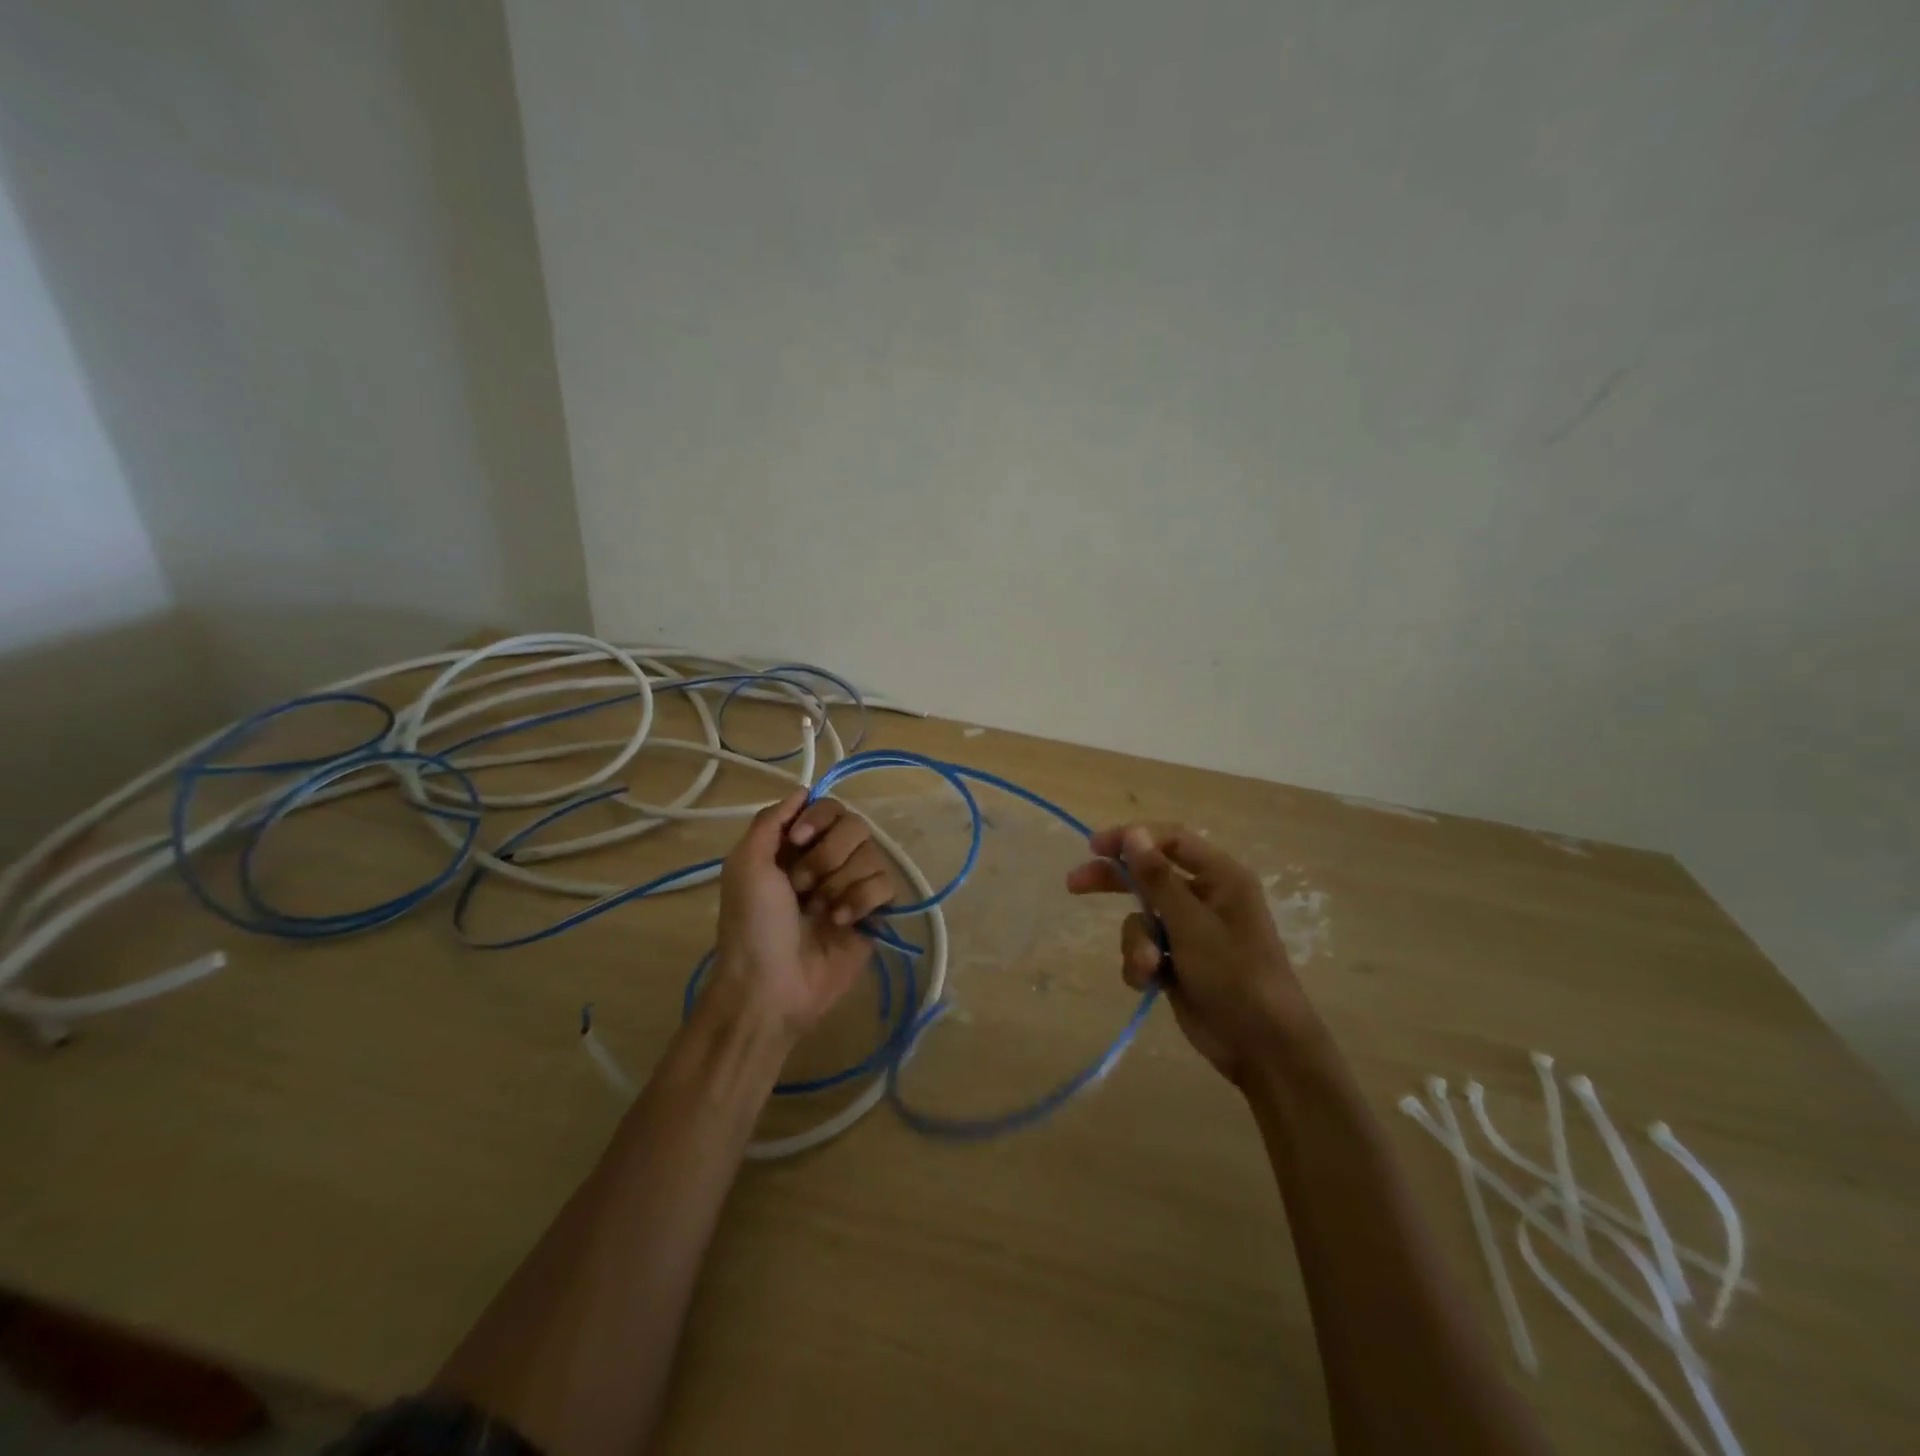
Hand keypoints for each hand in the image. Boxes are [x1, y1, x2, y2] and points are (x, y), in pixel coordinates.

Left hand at [712, 790, 898, 1039]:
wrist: (771, 987)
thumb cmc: (752, 925)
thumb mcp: (746, 865)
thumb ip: (772, 820)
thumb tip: (803, 790)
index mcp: (794, 847)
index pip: (828, 807)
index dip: (820, 818)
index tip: (801, 839)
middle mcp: (826, 861)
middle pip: (855, 826)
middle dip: (828, 856)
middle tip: (803, 887)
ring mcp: (851, 887)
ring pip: (872, 855)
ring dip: (841, 883)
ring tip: (820, 912)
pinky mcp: (872, 914)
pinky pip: (886, 885)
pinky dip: (861, 901)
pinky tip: (841, 923)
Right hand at [1066, 824, 1317, 1085]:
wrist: (1262, 1047)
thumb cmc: (1235, 975)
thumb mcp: (1192, 924)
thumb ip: (1158, 878)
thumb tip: (1133, 832)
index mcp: (1220, 878)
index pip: (1170, 841)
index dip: (1132, 839)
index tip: (1095, 848)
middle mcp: (1205, 898)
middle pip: (1149, 875)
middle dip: (1115, 882)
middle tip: (1075, 883)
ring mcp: (1190, 932)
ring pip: (1141, 919)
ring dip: (1136, 942)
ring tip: (1149, 967)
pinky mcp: (1177, 961)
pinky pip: (1144, 948)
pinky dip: (1141, 964)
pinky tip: (1150, 983)